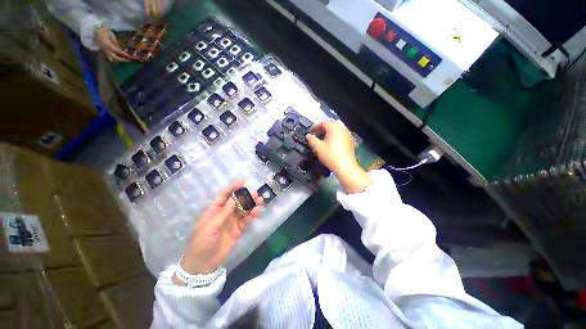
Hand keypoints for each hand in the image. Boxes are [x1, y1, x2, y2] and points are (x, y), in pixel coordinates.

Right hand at [95, 26, 132, 61]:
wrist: (96, 30)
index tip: (129, 56)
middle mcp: (105, 49)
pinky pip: (110, 57)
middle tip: (129, 60)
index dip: (123, 54)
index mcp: (107, 44)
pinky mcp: (104, 51)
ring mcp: (104, 51)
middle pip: (114, 57)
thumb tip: (121, 50)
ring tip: (125, 60)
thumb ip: (116, 44)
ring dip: (119, 60)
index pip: (116, 51)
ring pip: (112, 59)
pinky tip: (120, 58)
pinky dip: (115, 59)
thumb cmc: (104, 31)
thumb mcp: (112, 36)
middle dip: (122, 60)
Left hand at [174, 180, 262, 283]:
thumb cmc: (201, 243)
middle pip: (236, 201)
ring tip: (260, 200)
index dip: (233, 187)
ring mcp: (232, 222)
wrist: (203, 265)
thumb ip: (223, 213)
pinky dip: (252, 215)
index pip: (224, 195)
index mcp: (214, 210)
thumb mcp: (210, 226)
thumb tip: (233, 198)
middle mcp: (224, 214)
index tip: (243, 181)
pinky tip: (257, 211)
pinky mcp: (238, 230)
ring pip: (243, 210)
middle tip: (255, 193)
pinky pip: (246, 220)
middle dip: (245, 196)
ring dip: (251, 204)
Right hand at [307, 120, 371, 192]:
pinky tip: (330, 145)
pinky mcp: (350, 142)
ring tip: (321, 140)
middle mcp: (342, 129)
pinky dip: (334, 137)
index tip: (310, 132)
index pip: (323, 122)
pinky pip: (340, 136)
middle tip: (315, 135)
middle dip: (321, 129)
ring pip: (336, 130)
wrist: (345, 167)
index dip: (315, 126)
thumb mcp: (318, 148)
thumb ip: (312, 140)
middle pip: (330, 125)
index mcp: (334, 128)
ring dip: (328, 133)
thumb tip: (308, 135)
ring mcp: (347, 135)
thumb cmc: (330, 155)